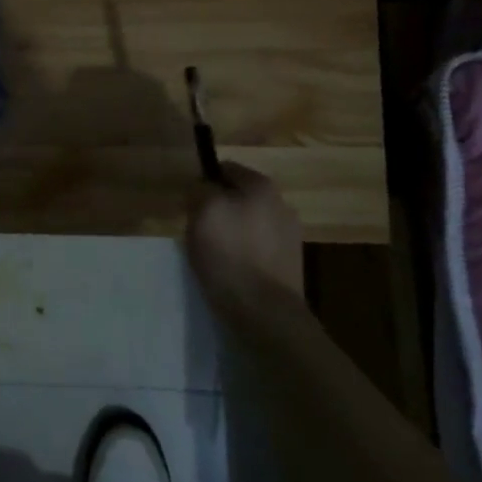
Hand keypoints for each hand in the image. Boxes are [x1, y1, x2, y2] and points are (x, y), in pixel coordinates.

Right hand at [186, 164, 303, 312]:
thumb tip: (203, 187)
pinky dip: (244, 253)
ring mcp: (290, 235)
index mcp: (262, 186)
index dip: (204, 182)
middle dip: (219, 208)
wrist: (265, 312)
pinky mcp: (289, 263)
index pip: (226, 168)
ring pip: (249, 222)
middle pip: (239, 197)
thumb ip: (200, 189)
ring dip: (232, 231)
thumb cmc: (230, 255)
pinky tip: (233, 269)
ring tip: (215, 254)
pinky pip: (258, 247)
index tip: (190, 204)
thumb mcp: (203, 212)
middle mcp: (282, 204)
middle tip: (200, 230)